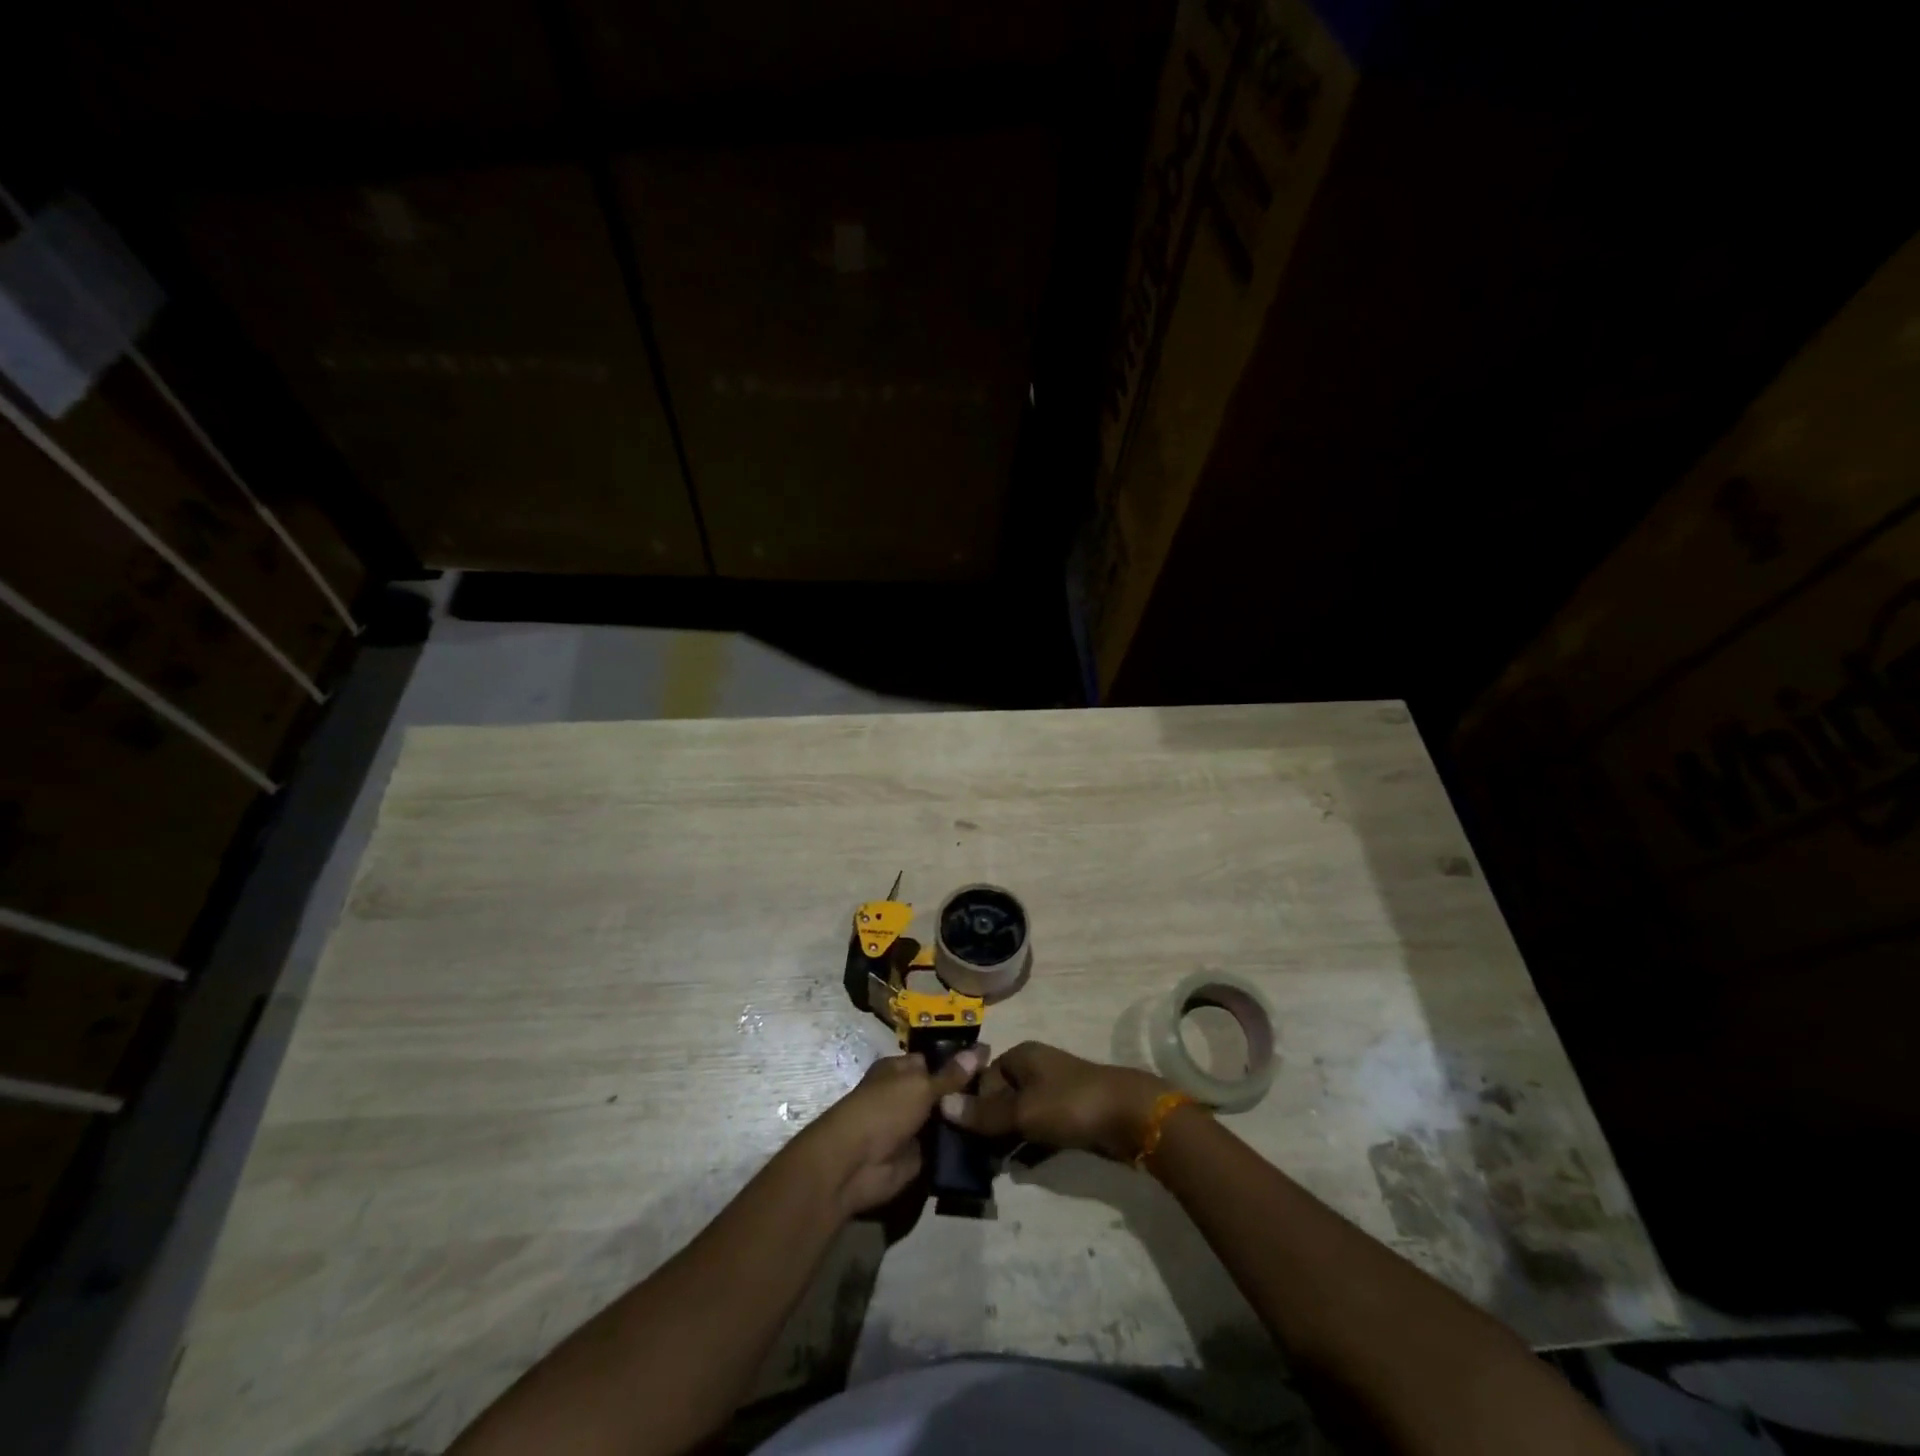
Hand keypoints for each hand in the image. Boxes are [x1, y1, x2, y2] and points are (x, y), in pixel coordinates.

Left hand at [798, 1048, 985, 1215]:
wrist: (855, 1164)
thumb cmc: (883, 1110)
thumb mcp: (920, 1085)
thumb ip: (950, 1074)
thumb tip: (980, 1049)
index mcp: (900, 1070)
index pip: (934, 1061)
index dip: (960, 1062)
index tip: (992, 1064)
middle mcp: (906, 1096)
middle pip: (942, 1091)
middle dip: (967, 1094)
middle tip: (1003, 1093)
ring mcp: (912, 1127)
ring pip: (946, 1120)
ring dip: (966, 1121)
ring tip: (1002, 1117)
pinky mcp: (918, 1157)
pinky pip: (945, 1147)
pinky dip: (961, 1147)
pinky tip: (990, 1142)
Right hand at [938, 1042, 1168, 1161]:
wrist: (1131, 1116)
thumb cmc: (1070, 1104)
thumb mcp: (1022, 1111)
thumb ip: (983, 1114)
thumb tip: (941, 1105)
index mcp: (1021, 1057)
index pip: (983, 1079)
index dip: (971, 1106)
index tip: (960, 1138)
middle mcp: (1035, 1069)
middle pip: (1001, 1098)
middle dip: (988, 1127)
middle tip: (974, 1159)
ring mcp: (1055, 1092)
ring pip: (1020, 1116)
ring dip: (1007, 1141)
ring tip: (992, 1170)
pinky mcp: (1071, 1116)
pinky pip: (1040, 1131)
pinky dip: (1028, 1147)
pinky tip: (1019, 1169)